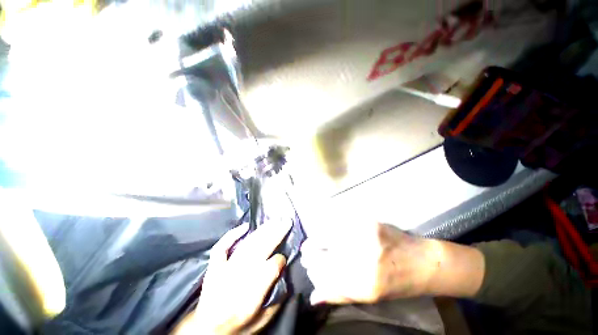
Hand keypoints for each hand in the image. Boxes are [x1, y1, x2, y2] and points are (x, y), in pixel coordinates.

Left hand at [174, 220, 291, 334]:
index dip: (281, 260)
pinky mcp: (214, 266)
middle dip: (276, 233)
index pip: (272, 267)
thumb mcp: (261, 322)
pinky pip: (222, 247)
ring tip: (274, 220)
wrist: (205, 331)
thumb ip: (276, 301)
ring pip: (247, 244)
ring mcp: (223, 270)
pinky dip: (232, 235)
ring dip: (262, 230)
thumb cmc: (236, 327)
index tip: (284, 259)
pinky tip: (245, 226)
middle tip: (286, 222)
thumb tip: (284, 276)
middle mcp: (238, 278)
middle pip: (261, 248)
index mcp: (251, 295)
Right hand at [301, 223, 484, 304]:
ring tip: (315, 241)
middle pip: (323, 252)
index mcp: (362, 284)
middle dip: (311, 252)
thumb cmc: (395, 283)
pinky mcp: (368, 222)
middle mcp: (362, 260)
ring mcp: (365, 237)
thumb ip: (339, 295)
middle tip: (307, 250)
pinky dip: (330, 227)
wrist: (422, 261)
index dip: (312, 267)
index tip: (307, 264)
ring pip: (328, 235)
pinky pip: (339, 223)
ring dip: (318, 239)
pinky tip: (330, 230)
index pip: (323, 274)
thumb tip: (314, 296)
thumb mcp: (368, 296)